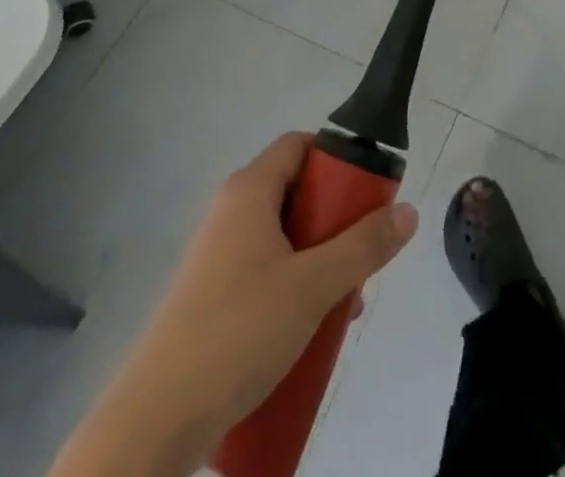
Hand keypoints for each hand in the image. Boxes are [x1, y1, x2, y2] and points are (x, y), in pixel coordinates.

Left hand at [51, 134, 417, 476]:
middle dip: (336, 221)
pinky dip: (294, 286)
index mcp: (249, 190)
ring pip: (284, 237)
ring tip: (342, 303)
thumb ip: (364, 246)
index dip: (336, 158)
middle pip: (296, 191)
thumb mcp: (313, 286)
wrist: (156, 419)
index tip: (367, 191)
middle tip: (361, 255)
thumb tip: (408, 210)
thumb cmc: (238, 331)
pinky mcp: (212, 295)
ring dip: (319, 261)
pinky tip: (309, 330)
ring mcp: (218, 254)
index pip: (299, 144)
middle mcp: (231, 211)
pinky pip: (266, 270)